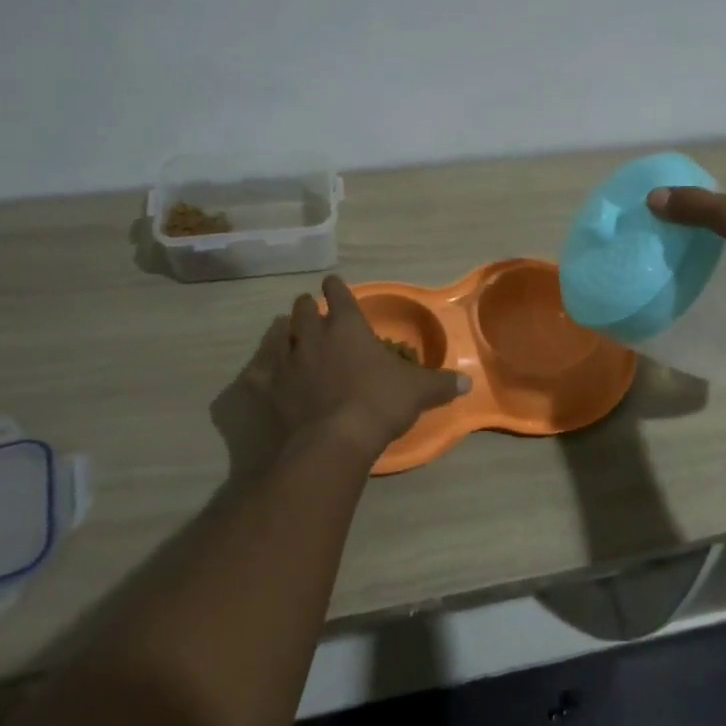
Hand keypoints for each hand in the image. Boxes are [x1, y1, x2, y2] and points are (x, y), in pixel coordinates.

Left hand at [240, 275, 469, 461]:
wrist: (334, 442)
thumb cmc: (379, 404)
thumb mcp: (418, 392)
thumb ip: (441, 383)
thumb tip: (468, 382)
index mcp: (348, 327)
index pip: (340, 296)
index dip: (337, 288)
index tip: (333, 283)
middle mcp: (313, 336)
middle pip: (303, 311)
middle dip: (307, 307)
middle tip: (310, 309)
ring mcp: (287, 362)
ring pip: (279, 334)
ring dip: (283, 330)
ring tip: (285, 331)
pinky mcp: (268, 389)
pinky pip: (258, 371)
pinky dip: (261, 368)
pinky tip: (260, 371)